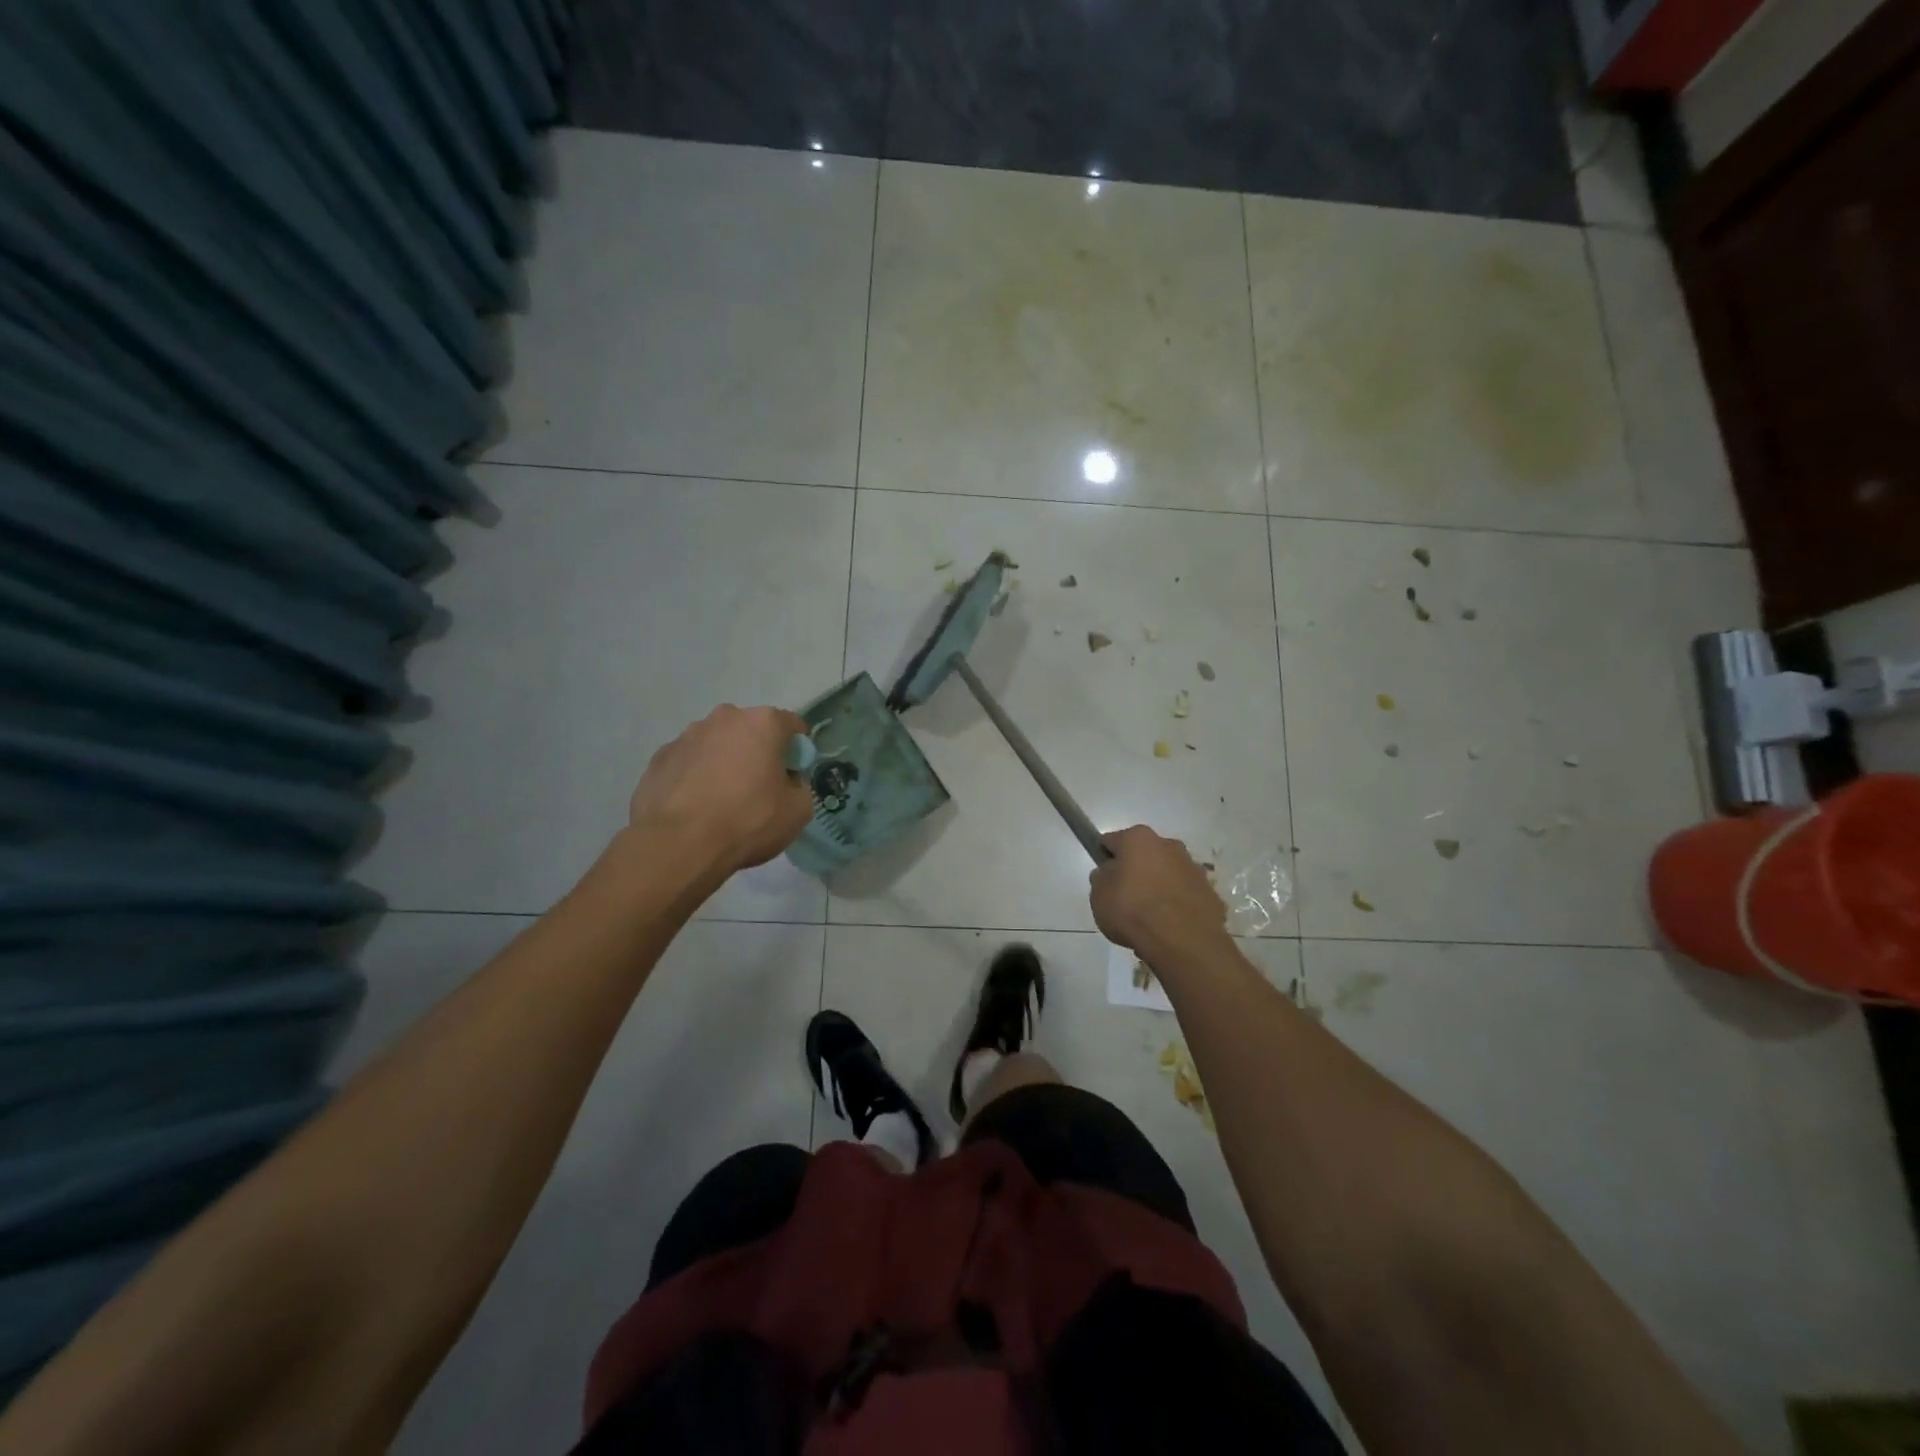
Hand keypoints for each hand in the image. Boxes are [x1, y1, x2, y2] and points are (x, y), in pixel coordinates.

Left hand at [627, 705, 814, 873]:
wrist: (678, 845)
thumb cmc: (747, 821)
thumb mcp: (798, 811)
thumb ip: (799, 786)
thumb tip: (786, 782)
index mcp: (762, 723)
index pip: (792, 726)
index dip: (797, 751)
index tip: (793, 775)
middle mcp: (724, 718)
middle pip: (751, 731)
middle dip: (757, 752)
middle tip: (758, 789)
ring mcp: (686, 735)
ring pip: (717, 744)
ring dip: (724, 762)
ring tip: (721, 800)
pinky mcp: (659, 757)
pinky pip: (689, 762)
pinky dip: (696, 777)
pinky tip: (696, 806)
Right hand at [1089, 825, 1228, 956]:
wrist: (1182, 940)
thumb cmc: (1132, 909)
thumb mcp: (1098, 895)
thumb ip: (1102, 878)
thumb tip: (1110, 873)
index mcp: (1138, 838)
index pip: (1112, 841)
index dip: (1104, 858)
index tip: (1102, 878)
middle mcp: (1169, 845)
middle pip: (1145, 855)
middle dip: (1136, 871)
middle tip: (1125, 898)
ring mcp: (1193, 869)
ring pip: (1168, 873)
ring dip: (1159, 886)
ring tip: (1149, 917)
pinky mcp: (1210, 893)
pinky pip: (1186, 895)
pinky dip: (1178, 905)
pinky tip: (1169, 926)